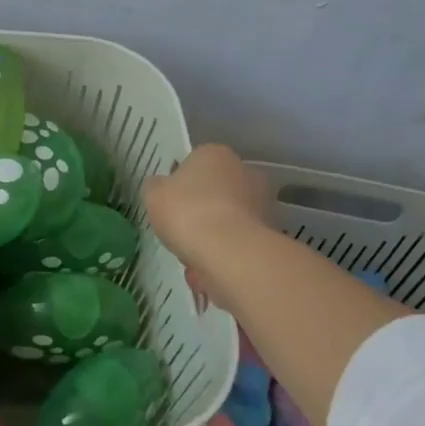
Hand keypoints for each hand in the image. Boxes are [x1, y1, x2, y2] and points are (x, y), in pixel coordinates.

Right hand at [144, 144, 269, 301]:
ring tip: (191, 261)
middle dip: (201, 212)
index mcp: (215, 154)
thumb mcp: (153, 194)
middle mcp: (245, 171)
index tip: (170, 205)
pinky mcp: (271, 235)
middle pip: (216, 192)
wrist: (229, 253)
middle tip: (181, 232)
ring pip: (228, 221)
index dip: (179, 185)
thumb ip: (156, 188)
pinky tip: (207, 272)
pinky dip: (224, 257)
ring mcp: (262, 203)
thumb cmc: (187, 212)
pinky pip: (238, 245)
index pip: (194, 164)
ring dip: (212, 238)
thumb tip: (162, 188)